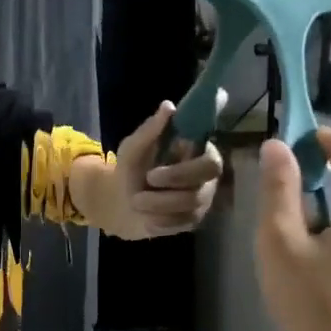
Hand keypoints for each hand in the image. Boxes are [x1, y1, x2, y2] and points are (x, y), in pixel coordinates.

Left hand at [104, 101, 224, 238]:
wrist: (120, 203)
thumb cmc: (131, 169)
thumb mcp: (133, 148)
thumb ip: (150, 130)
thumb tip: (168, 106)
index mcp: (196, 153)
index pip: (211, 159)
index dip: (190, 166)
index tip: (161, 167)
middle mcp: (206, 177)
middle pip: (204, 183)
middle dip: (175, 182)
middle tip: (148, 179)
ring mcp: (202, 200)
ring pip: (190, 205)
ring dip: (158, 203)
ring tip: (136, 201)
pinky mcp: (194, 221)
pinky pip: (182, 223)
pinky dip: (160, 220)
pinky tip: (146, 217)